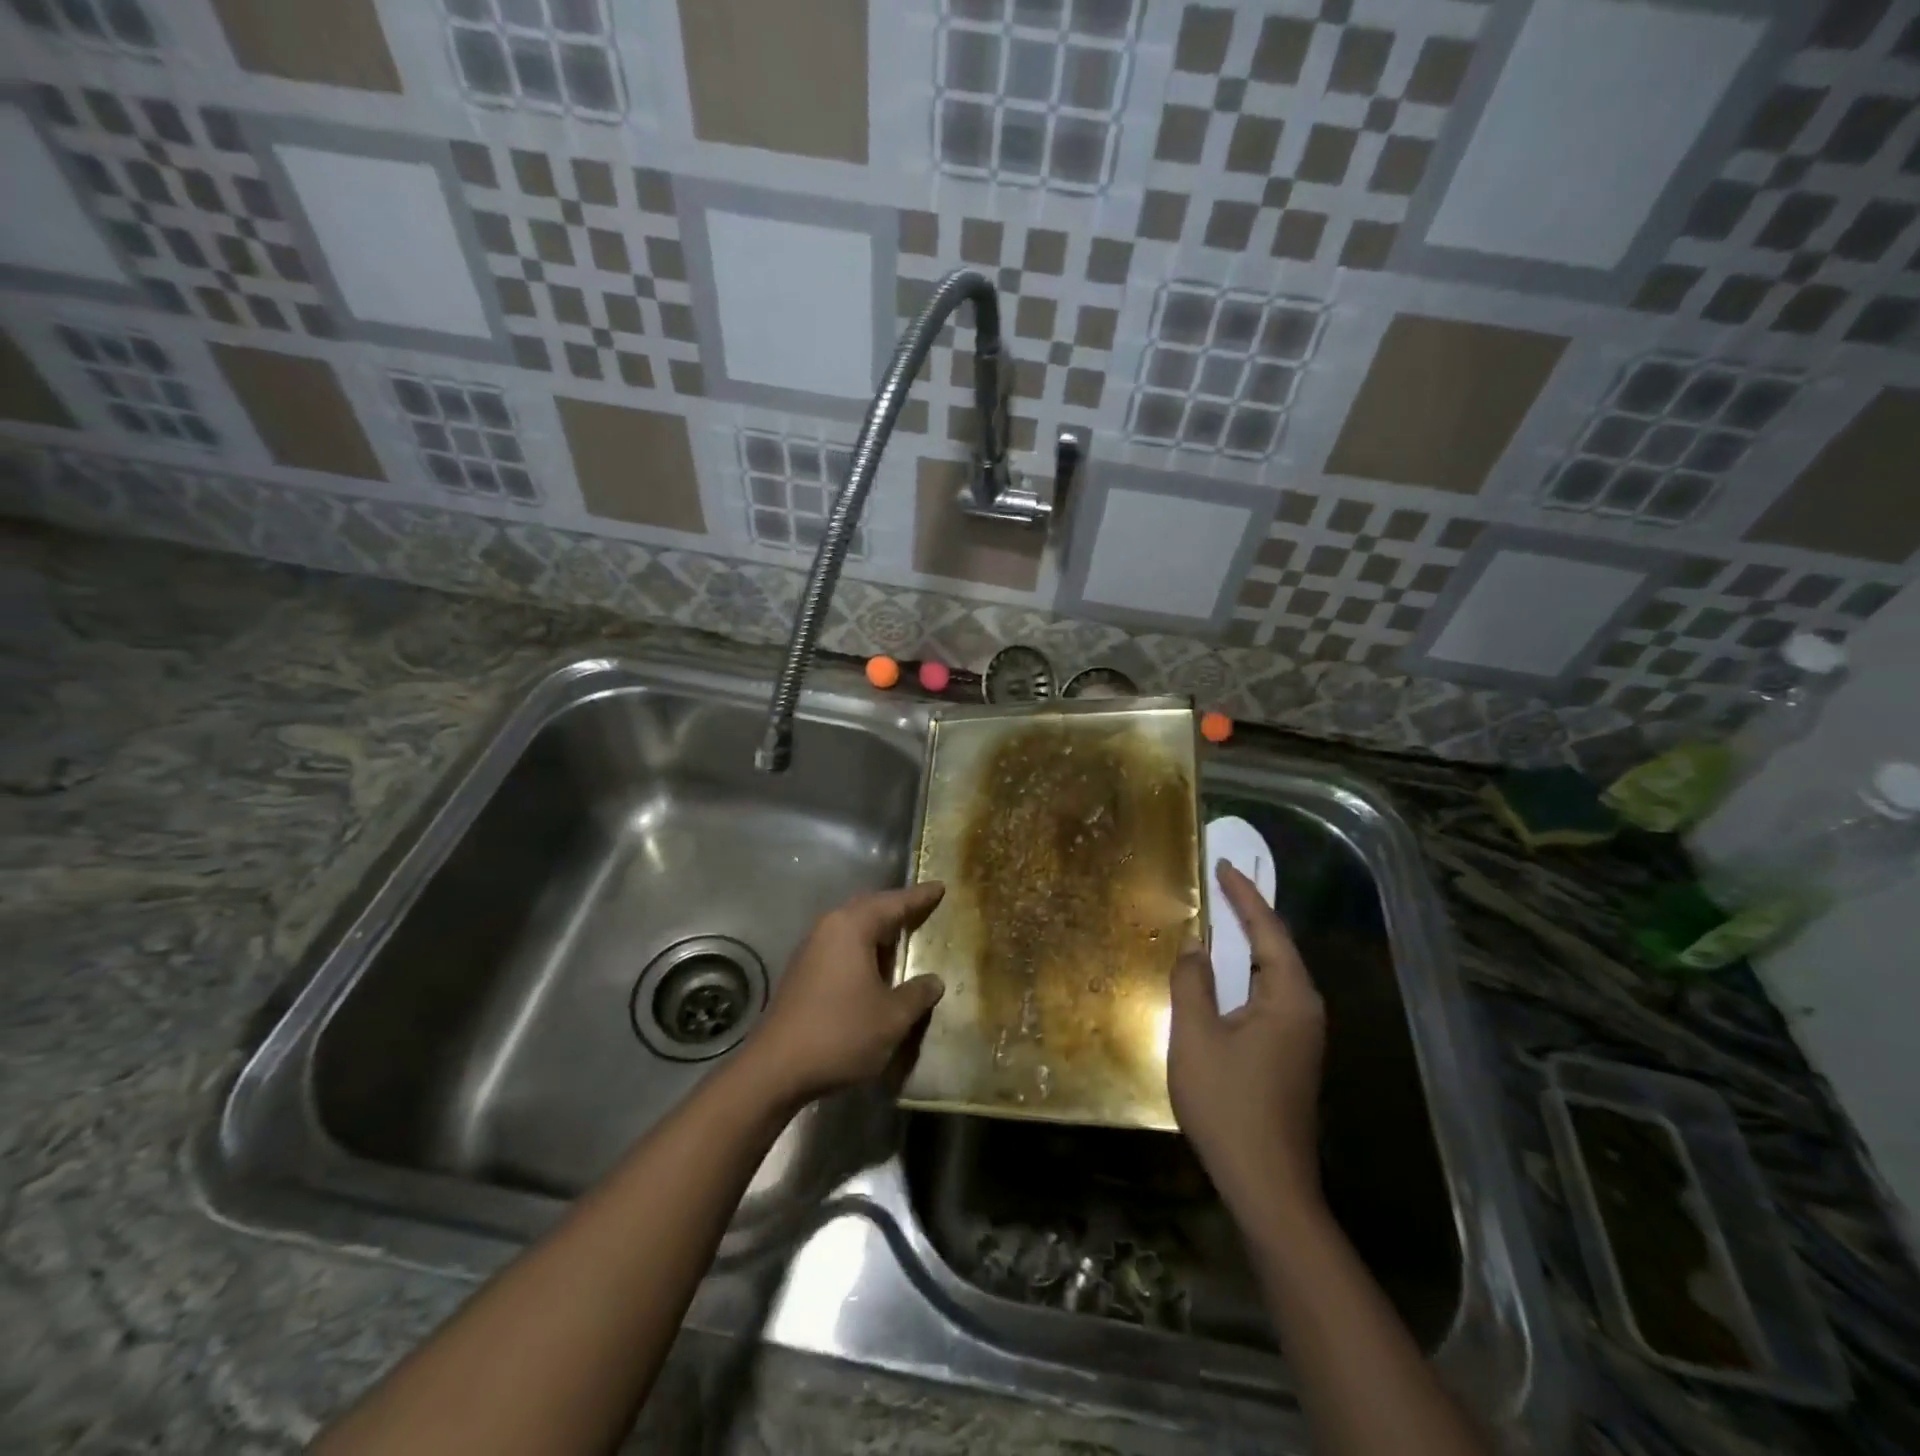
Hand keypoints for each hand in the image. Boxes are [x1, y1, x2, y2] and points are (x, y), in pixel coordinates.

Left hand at [747, 883, 946, 1104]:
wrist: (775, 1069)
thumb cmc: (841, 1033)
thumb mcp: (892, 1017)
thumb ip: (917, 994)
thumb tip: (934, 981)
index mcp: (851, 928)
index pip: (893, 903)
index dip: (919, 897)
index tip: (940, 887)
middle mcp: (828, 929)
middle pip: (868, 908)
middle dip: (895, 908)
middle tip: (922, 908)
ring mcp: (810, 950)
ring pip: (851, 928)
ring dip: (877, 931)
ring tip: (901, 937)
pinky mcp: (801, 973)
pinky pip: (840, 947)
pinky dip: (862, 950)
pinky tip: (873, 969)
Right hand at [1169, 862, 1325, 1218]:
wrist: (1267, 1185)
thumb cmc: (1229, 1105)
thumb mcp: (1196, 1036)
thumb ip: (1192, 982)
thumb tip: (1195, 947)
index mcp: (1289, 997)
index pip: (1268, 929)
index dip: (1243, 895)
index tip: (1223, 864)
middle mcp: (1304, 1009)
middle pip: (1275, 948)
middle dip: (1246, 914)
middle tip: (1217, 884)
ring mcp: (1300, 1035)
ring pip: (1270, 975)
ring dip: (1243, 946)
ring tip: (1215, 919)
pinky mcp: (1289, 1055)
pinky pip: (1265, 997)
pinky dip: (1242, 975)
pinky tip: (1219, 977)